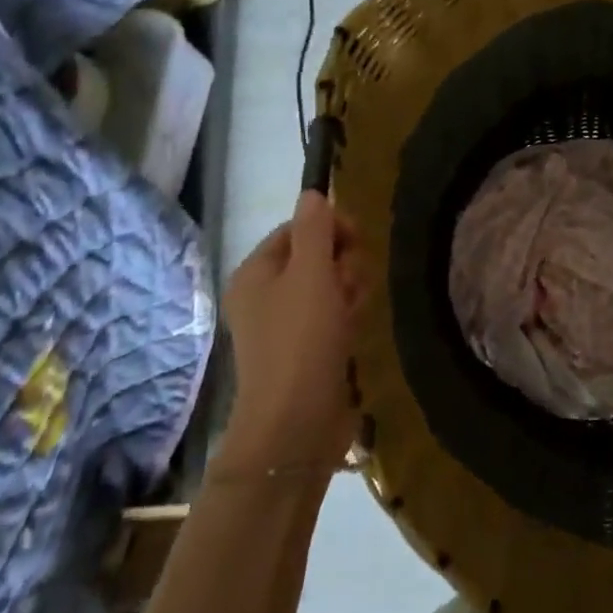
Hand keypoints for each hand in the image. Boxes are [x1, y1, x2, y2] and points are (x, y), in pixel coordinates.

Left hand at [217, 191, 365, 472]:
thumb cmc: (302, 338)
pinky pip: (333, 316)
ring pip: (329, 287)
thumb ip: (315, 230)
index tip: (357, 241)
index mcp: (255, 272)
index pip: (296, 229)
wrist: (297, 420)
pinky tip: (353, 331)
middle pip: (316, 257)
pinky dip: (347, 317)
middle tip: (348, 287)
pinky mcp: (307, 349)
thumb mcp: (311, 273)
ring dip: (349, 292)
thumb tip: (313, 193)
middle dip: (342, 265)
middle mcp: (265, 295)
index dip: (329, 228)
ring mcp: (285, 325)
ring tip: (352, 313)